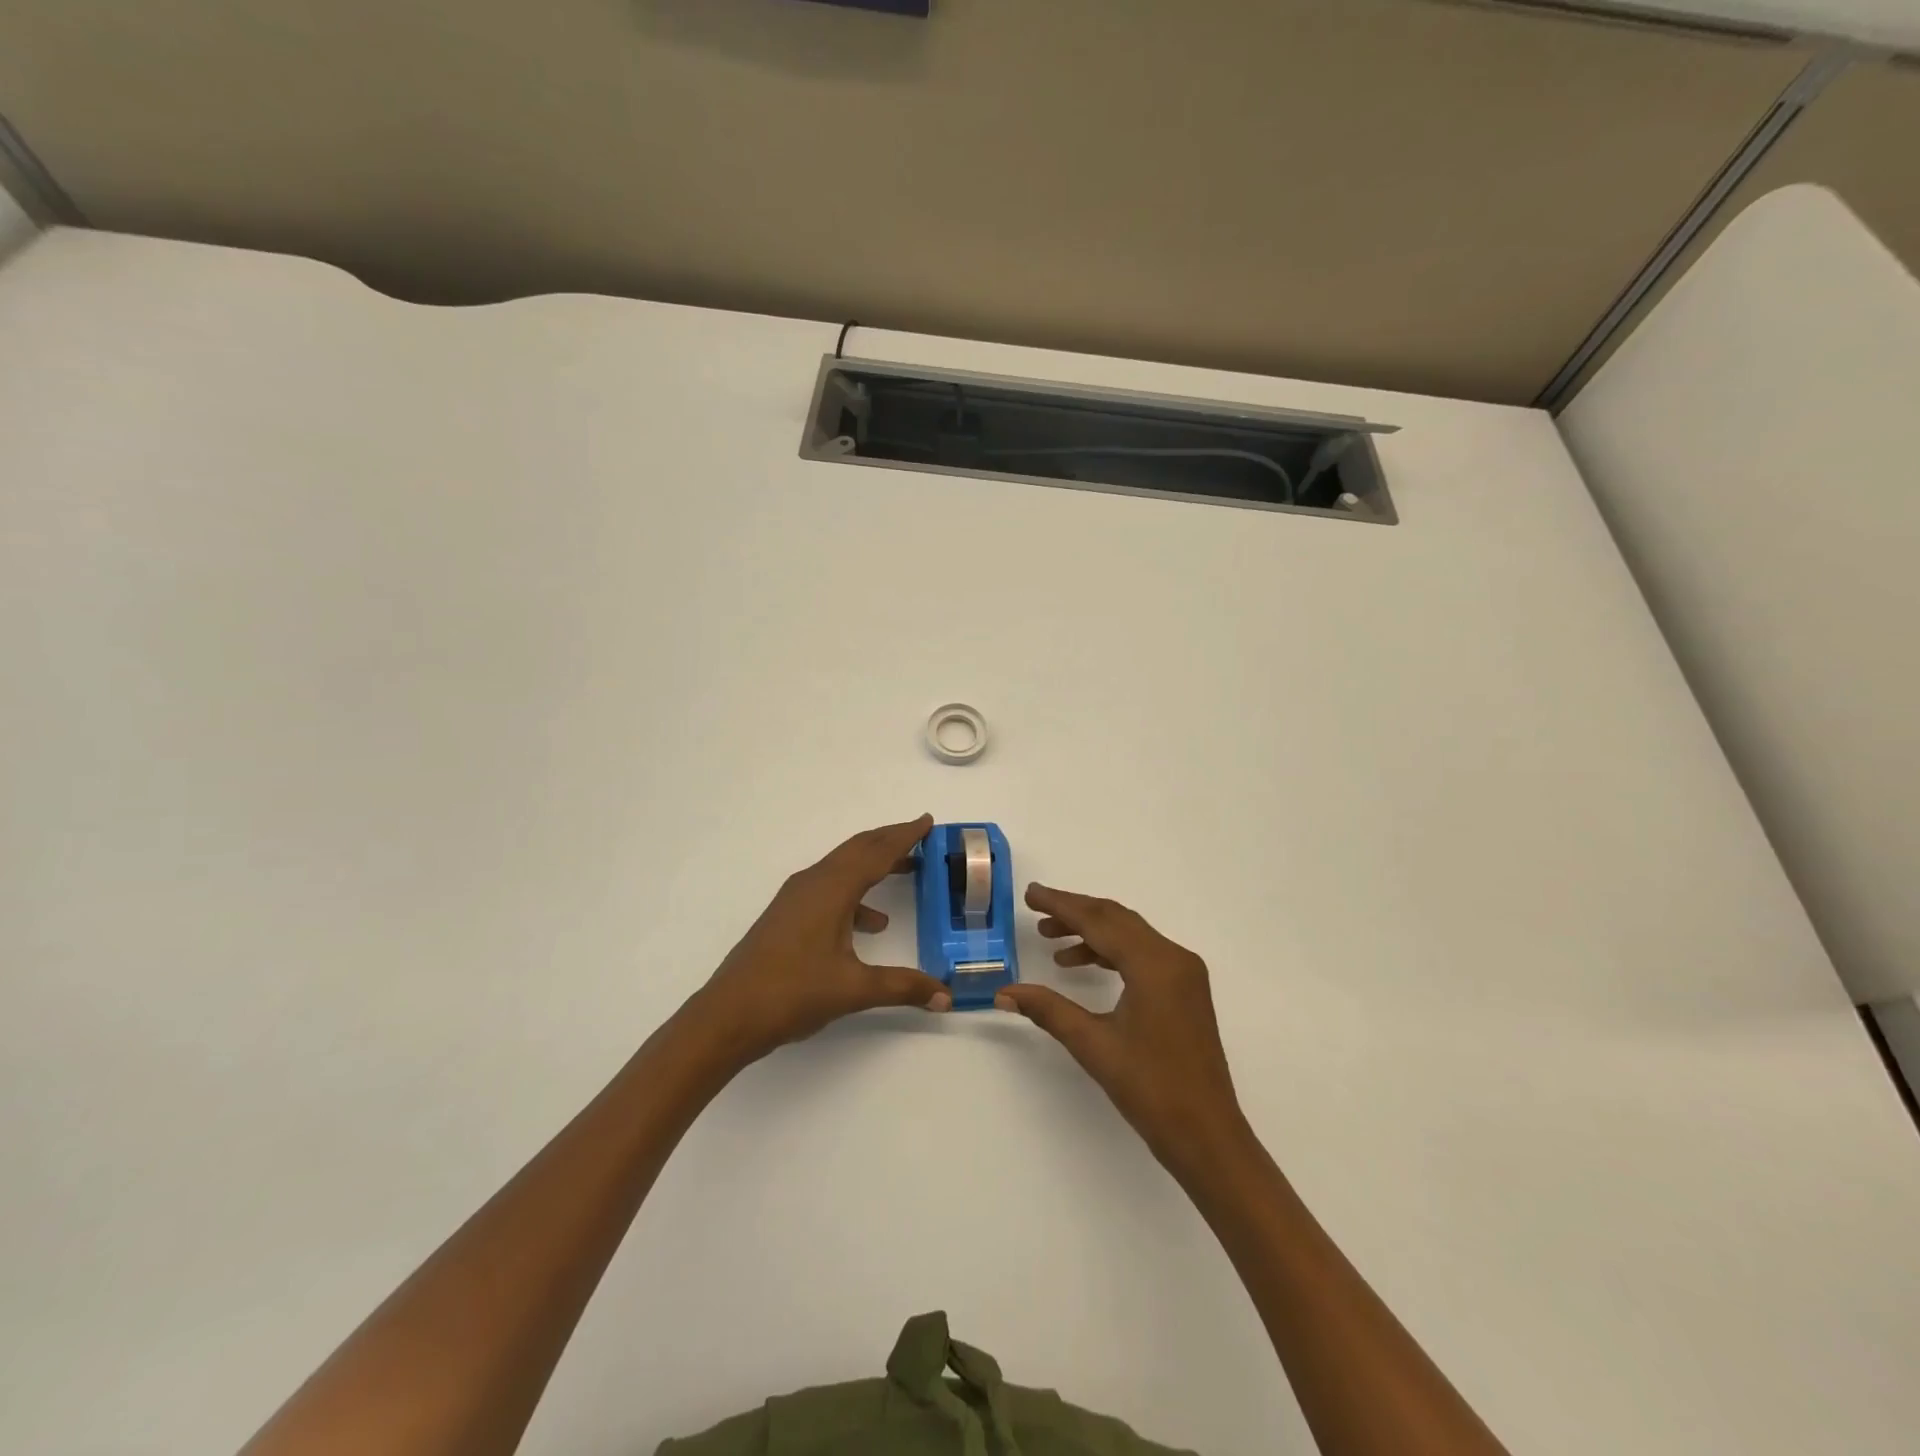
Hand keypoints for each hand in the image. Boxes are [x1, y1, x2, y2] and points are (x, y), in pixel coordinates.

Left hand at [687, 814, 951, 1066]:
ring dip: (873, 864)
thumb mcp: (854, 990)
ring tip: (906, 870)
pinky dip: (855, 893)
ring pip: (842, 868)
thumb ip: (903, 987)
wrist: (728, 1016)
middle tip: (921, 836)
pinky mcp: (787, 915)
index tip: (927, 821)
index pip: (876, 852)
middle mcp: (813, 883)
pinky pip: (829, 888)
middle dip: (890, 840)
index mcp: (831, 889)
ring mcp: (796, 898)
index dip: (905, 835)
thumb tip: (946, 996)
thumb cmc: (792, 993)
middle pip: (858, 850)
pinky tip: (871, 924)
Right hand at [997, 884, 1249, 1175]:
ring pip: (1130, 935)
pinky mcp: (1185, 990)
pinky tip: (1082, 965)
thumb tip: (1004, 993)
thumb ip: (1048, 1010)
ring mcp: (1184, 973)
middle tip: (1036, 909)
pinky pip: (1142, 954)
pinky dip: (1111, 951)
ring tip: (1051, 939)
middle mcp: (1174, 958)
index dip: (1061, 904)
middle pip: (1117, 919)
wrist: (1207, 1136)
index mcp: (1155, 965)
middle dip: (1075, 912)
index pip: (1100, 921)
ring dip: (1091, 932)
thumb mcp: (1093, 1045)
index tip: (1030, 894)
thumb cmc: (1151, 1089)